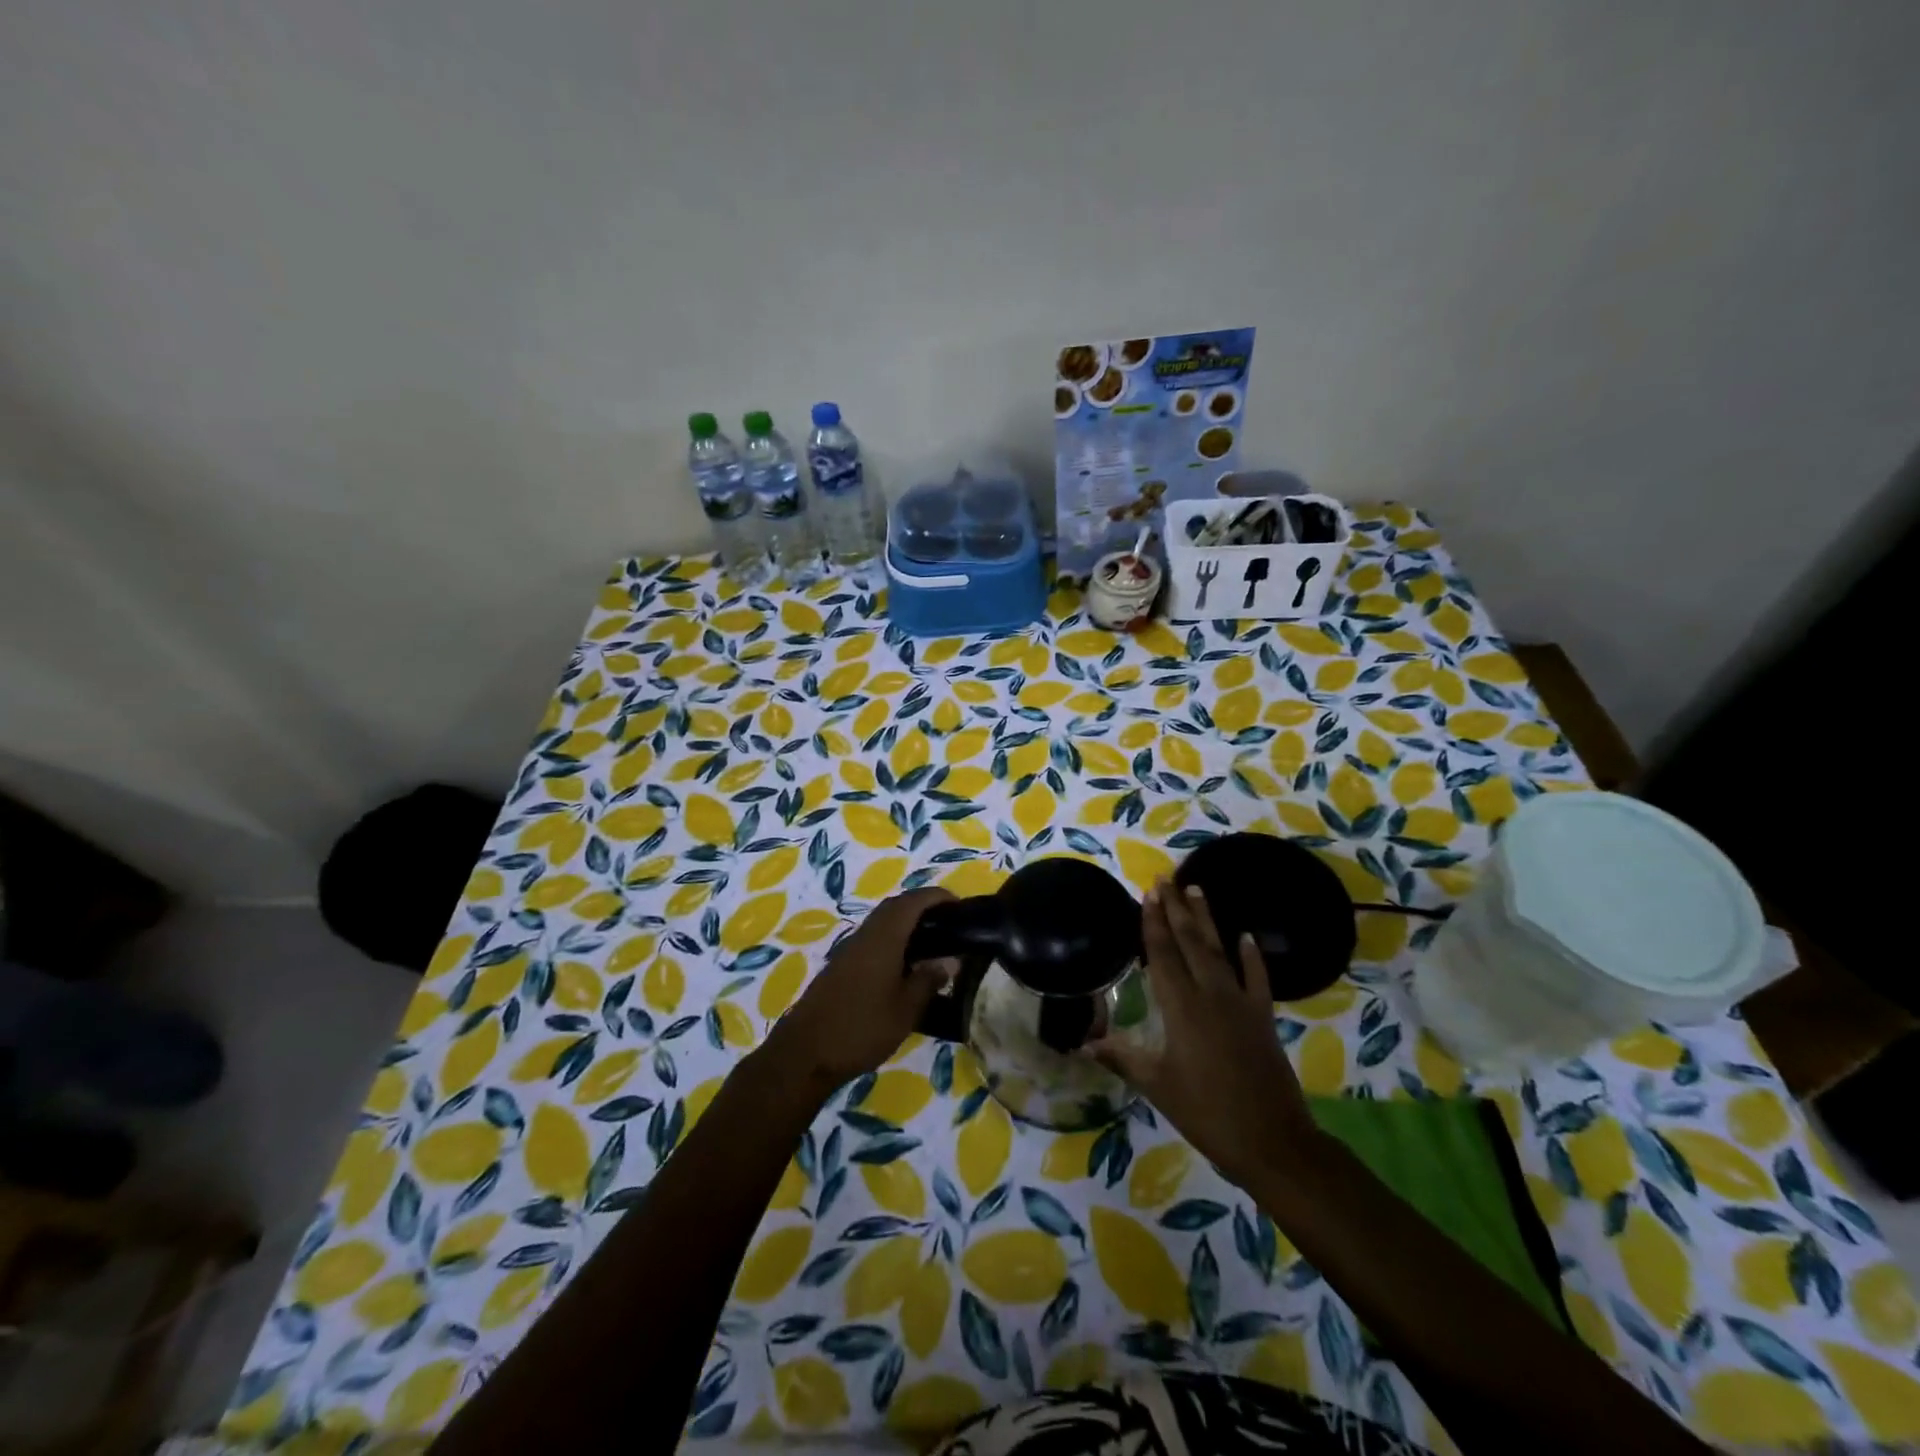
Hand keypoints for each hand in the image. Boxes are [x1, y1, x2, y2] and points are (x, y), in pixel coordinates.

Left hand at [761, 888, 957, 1092]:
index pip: (913, 902)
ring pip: (882, 921)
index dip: (937, 897)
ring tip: (933, 942)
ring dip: (906, 922)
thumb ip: (928, 980)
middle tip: (949, 922)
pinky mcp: (841, 965)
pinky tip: (904, 964)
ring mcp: (850, 949)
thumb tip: (949, 961)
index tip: (960, 905)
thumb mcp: (905, 1010)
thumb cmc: (860, 1029)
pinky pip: (872, 938)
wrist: (805, 1053)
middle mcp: (865, 935)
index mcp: (883, 938)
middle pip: (895, 906)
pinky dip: (892, 939)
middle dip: (922, 906)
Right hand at [1090, 880, 1319, 1189]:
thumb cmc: (1206, 1112)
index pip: (1163, 954)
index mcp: (1181, 1007)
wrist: (1272, 1140)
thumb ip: (1123, 1058)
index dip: (1153, 923)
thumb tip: (1085, 1043)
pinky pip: (1257, 978)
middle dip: (1176, 909)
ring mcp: (1241, 1003)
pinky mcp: (1263, 1017)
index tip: (1148, 893)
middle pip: (1190, 942)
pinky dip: (1252, 956)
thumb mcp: (1157, 1086)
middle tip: (1166, 879)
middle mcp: (1210, 994)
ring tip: (1197, 889)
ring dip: (1207, 920)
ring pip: (1220, 951)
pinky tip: (1246, 936)